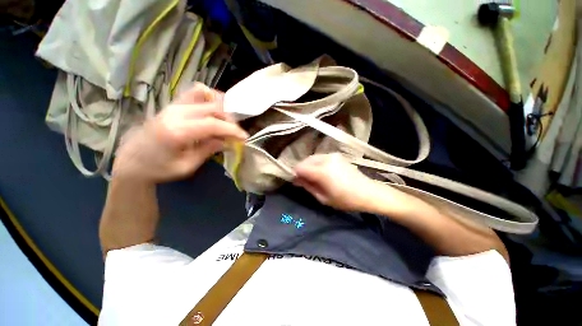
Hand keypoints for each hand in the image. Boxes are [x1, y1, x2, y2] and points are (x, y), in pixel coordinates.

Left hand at [112, 83, 247, 182]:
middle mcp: (175, 113)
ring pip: (203, 94)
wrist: (131, 162)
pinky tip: (213, 110)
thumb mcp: (187, 166)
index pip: (212, 124)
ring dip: (220, 106)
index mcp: (177, 132)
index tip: (244, 137)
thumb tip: (227, 141)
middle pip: (211, 108)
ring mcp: (172, 106)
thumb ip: (208, 150)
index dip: (232, 130)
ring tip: (226, 121)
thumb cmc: (159, 169)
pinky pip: (193, 93)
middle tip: (235, 133)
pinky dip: (208, 97)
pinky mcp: (172, 105)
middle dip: (229, 120)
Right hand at [294, 154, 375, 211]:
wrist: (369, 192)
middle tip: (304, 181)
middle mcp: (326, 159)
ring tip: (313, 177)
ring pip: (312, 158)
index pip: (300, 168)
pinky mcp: (336, 155)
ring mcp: (332, 155)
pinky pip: (320, 157)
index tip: (297, 182)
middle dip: (301, 170)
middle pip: (305, 161)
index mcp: (322, 171)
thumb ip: (308, 186)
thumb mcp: (323, 198)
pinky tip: (321, 172)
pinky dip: (316, 164)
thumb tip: (296, 180)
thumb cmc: (346, 200)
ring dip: (309, 166)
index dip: (295, 175)